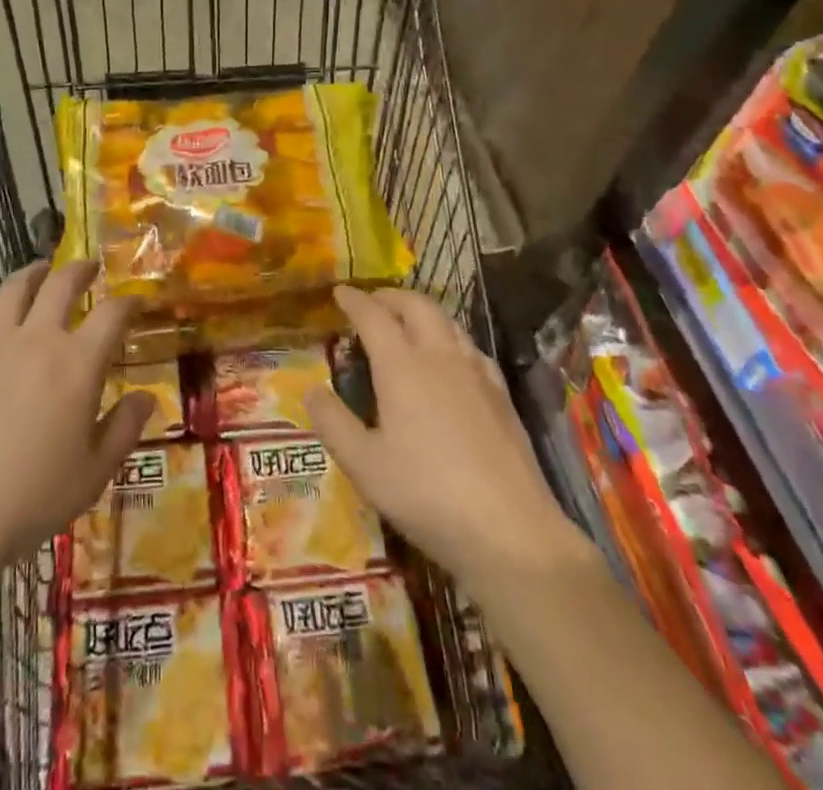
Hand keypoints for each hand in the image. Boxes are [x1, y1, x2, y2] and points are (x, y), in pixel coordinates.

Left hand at [0, 261, 152, 569]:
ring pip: (16, 289)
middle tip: (91, 266)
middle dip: (80, 270)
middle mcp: (38, 341)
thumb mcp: (94, 472)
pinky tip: (0, 306)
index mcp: (78, 364)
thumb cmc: (32, 495)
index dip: (129, 302)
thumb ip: (124, 429)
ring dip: (34, 272)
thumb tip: (146, 397)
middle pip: (61, 285)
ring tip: (43, 270)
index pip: (112, 315)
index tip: (138, 301)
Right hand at [306, 285, 578, 594]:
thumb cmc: (426, 495)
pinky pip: (469, 346)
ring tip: (406, 322)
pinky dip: (449, 336)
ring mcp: (476, 372)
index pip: (373, 316)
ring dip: (421, 311)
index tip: (339, 292)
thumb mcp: (364, 466)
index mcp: (402, 366)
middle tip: (371, 302)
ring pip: (447, 321)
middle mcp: (440, 356)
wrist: (511, 530)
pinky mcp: (501, 394)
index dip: (354, 300)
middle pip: (416, 305)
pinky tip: (449, 358)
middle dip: (390, 296)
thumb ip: (333, 423)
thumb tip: (311, 389)